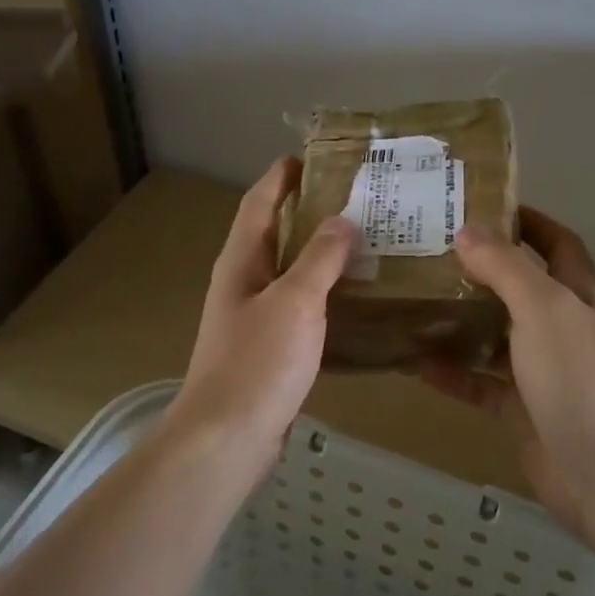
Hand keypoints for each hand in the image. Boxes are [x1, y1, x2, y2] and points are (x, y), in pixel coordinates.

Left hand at [165, 157, 354, 479]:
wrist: (228, 438)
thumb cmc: (258, 362)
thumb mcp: (294, 302)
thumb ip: (319, 259)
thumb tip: (342, 220)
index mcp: (241, 262)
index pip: (259, 204)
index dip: (281, 178)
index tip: (312, 157)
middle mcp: (244, 283)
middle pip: (277, 235)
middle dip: (311, 213)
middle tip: (358, 200)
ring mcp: (255, 318)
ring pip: (292, 273)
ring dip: (322, 255)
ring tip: (367, 243)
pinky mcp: (270, 349)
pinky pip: (301, 308)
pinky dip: (325, 295)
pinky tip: (356, 299)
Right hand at [421, 208, 594, 539]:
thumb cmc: (580, 377)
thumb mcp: (543, 308)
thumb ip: (506, 268)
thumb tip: (468, 232)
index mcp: (580, 295)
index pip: (557, 243)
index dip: (527, 221)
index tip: (482, 206)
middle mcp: (563, 329)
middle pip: (519, 288)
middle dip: (481, 270)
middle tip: (429, 253)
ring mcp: (542, 372)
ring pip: (495, 337)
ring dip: (461, 321)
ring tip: (415, 301)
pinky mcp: (522, 410)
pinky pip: (481, 384)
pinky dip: (453, 374)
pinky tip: (417, 365)